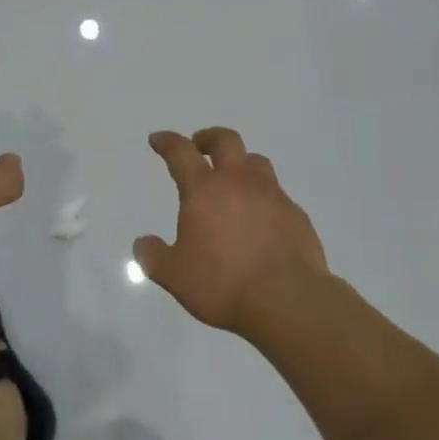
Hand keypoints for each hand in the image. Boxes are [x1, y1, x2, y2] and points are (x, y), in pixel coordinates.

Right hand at [135, 128, 329, 337]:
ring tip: (234, 179)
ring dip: (241, 163)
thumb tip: (142, 243)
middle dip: (209, 138)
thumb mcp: (176, 276)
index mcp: (204, 190)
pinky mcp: (296, 214)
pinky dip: (264, 197)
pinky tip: (262, 218)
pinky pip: (277, 194)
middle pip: (225, 140)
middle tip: (200, 146)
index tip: (158, 139)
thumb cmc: (224, 284)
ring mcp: (271, 195)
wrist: (288, 301)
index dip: (167, 141)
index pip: (180, 152)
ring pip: (256, 161)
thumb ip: (155, 257)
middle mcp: (238, 182)